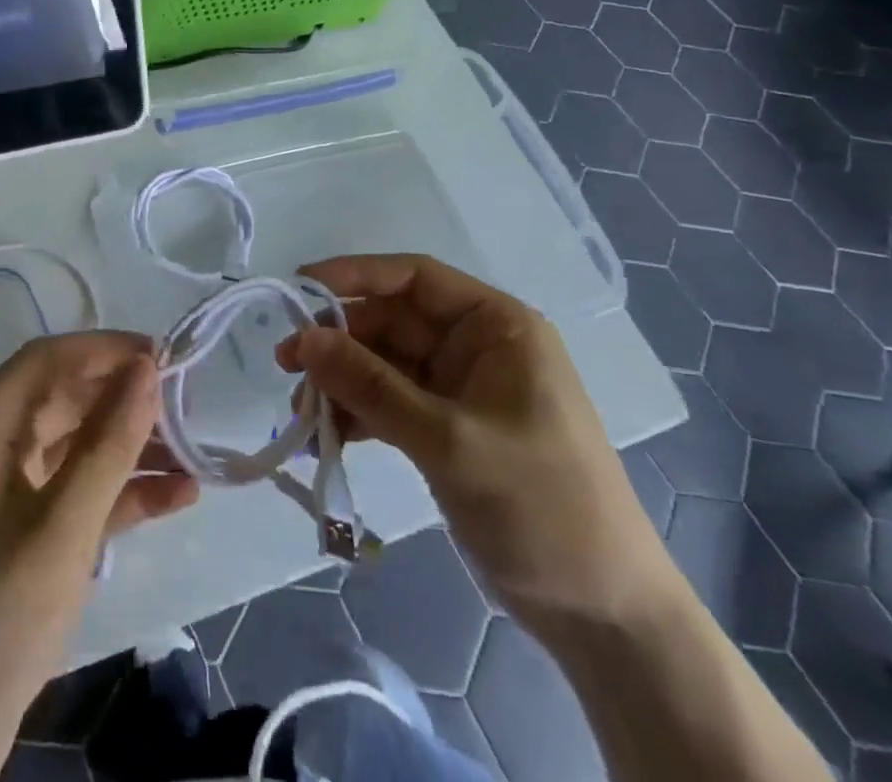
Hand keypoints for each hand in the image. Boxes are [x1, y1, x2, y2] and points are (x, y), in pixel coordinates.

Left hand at [0, 333, 197, 781]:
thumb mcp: (60, 527)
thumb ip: (107, 443)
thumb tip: (146, 368)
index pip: (48, 359)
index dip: (106, 349)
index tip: (165, 356)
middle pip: (64, 400)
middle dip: (125, 400)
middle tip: (188, 407)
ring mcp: (2, 496)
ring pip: (74, 448)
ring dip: (130, 449)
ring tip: (195, 455)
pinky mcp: (17, 540)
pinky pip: (73, 495)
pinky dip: (118, 494)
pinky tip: (174, 499)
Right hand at [276, 255, 676, 636]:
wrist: (604, 615)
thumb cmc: (540, 506)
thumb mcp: (450, 441)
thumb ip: (371, 386)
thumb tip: (302, 339)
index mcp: (495, 327)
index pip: (414, 277)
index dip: (354, 275)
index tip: (298, 289)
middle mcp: (476, 347)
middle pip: (391, 322)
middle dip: (339, 342)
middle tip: (287, 366)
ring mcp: (460, 390)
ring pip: (384, 365)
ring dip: (342, 382)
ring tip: (301, 412)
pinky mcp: (447, 430)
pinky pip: (390, 403)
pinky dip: (358, 415)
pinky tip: (327, 437)